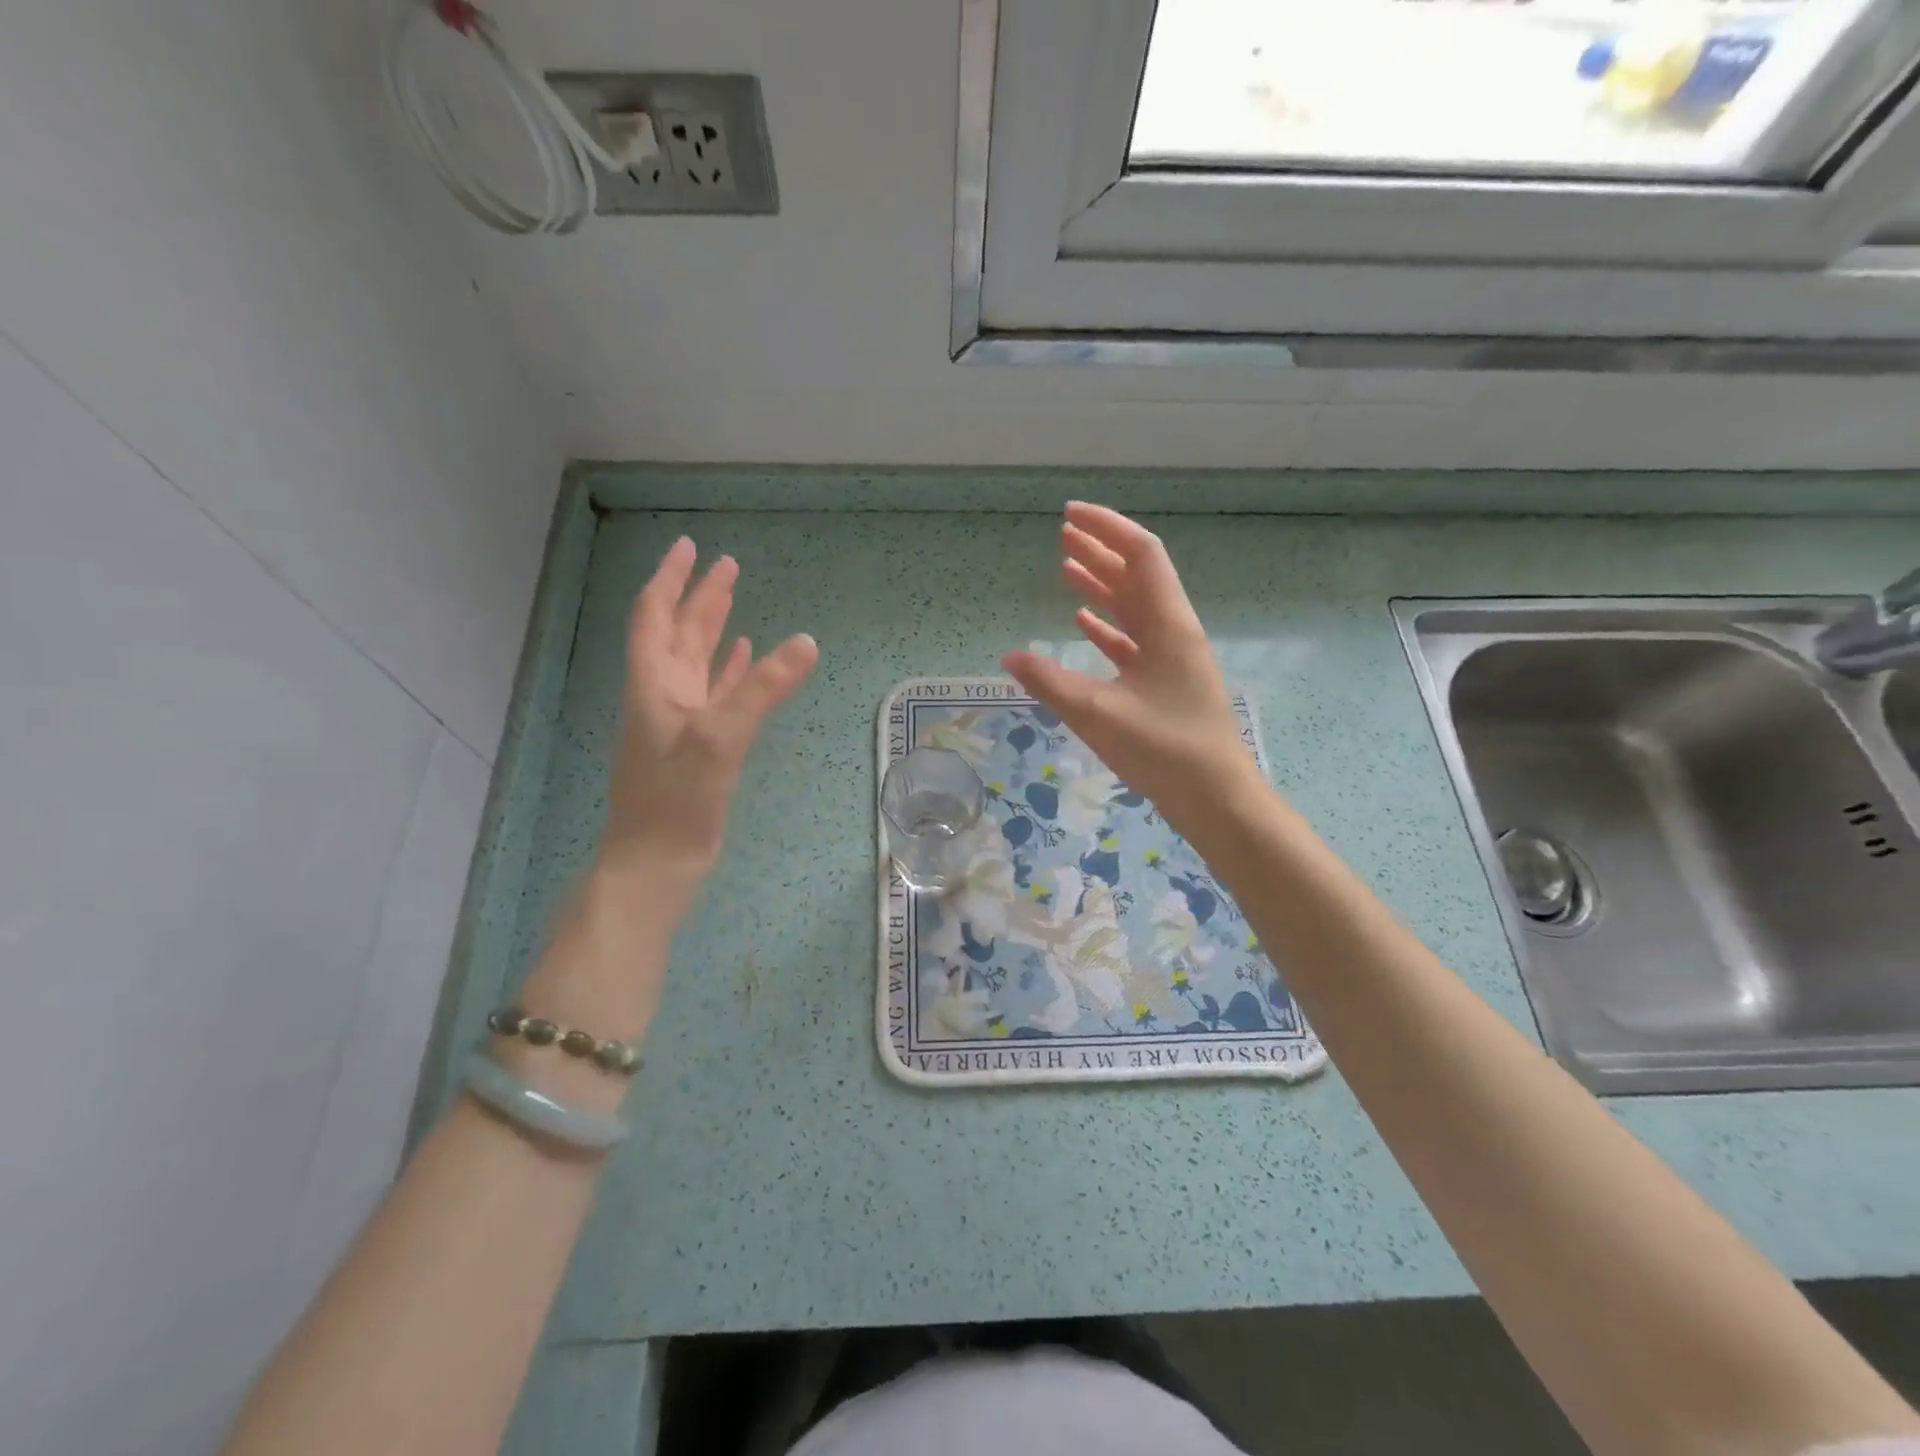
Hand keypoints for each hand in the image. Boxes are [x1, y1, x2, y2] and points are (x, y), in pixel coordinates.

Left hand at [598, 537, 818, 895]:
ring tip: (734, 600)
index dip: (672, 579)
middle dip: (700, 598)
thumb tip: (806, 642)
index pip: (655, 616)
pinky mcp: (698, 747)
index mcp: (654, 684)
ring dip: (713, 630)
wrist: (656, 864)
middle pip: (678, 633)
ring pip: (696, 662)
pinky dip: (728, 673)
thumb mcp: (720, 738)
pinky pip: (714, 695)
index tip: (690, 547)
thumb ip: (763, 689)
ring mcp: (680, 722)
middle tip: (728, 566)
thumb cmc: (676, 799)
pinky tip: (744, 659)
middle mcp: (663, 695)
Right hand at [1003, 503, 1260, 837]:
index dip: (1107, 527)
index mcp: (1168, 624)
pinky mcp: (1164, 682)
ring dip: (1102, 585)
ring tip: (1065, 568)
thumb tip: (1009, 657)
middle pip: (1136, 575)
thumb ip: (1051, 683)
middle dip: (1100, 550)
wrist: (1215, 798)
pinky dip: (1107, 626)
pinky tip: (1081, 622)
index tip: (1069, 514)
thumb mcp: (1099, 715)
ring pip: (1134, 607)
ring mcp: (1171, 657)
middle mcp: (1173, 631)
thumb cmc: (1164, 750)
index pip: (1141, 554)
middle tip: (1061, 534)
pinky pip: (1132, 640)